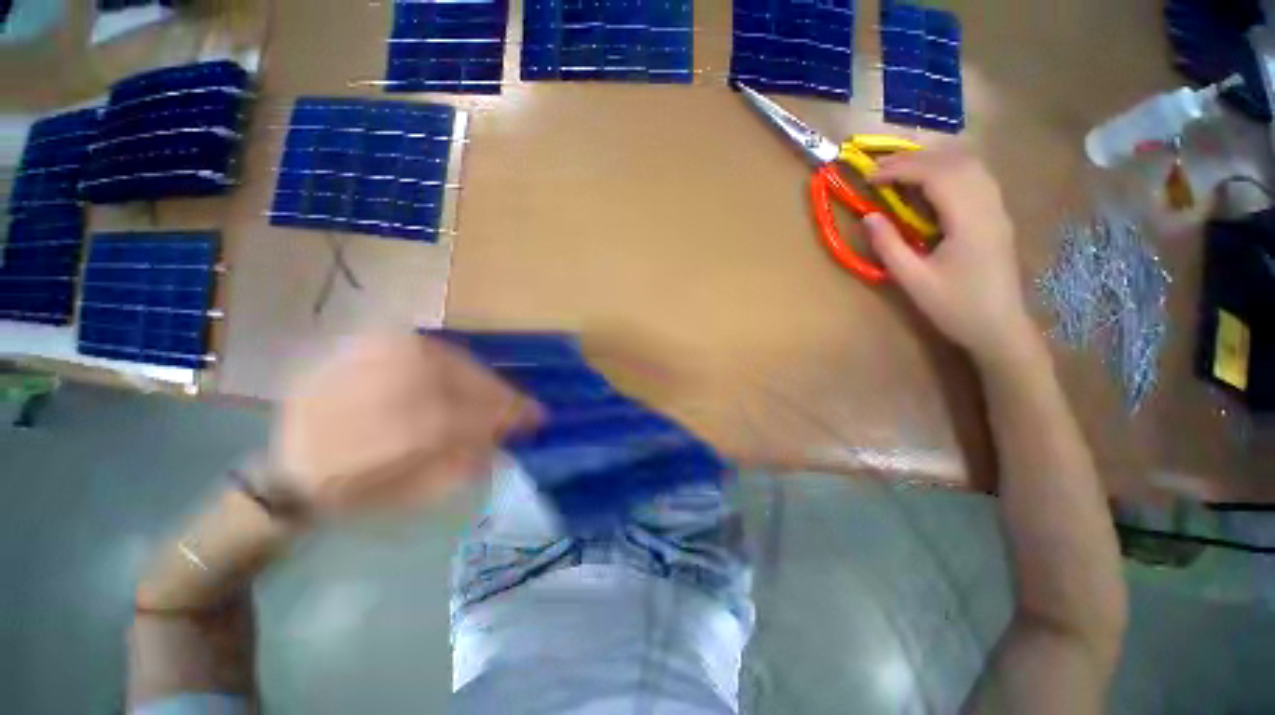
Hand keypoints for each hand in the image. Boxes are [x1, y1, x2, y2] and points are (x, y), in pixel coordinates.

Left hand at [265, 333, 541, 516]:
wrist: (287, 468)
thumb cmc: (351, 493)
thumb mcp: (411, 496)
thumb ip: (463, 466)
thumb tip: (502, 443)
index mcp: (395, 429)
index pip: (474, 415)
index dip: (511, 415)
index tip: (537, 418)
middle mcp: (388, 382)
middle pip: (467, 381)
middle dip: (501, 395)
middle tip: (522, 407)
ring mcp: (377, 356)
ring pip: (453, 360)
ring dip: (482, 379)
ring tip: (495, 395)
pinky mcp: (368, 344)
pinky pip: (429, 349)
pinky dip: (456, 364)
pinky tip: (463, 380)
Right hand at [863, 149, 1039, 366]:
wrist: (1000, 327)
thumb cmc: (955, 308)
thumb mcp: (914, 281)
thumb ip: (889, 246)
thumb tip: (868, 217)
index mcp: (970, 221)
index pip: (937, 176)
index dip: (901, 169)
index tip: (870, 175)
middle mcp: (989, 205)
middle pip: (956, 161)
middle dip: (915, 157)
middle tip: (879, 167)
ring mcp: (997, 208)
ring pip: (970, 164)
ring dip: (933, 158)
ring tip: (900, 168)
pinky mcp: (997, 215)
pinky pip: (976, 176)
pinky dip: (949, 168)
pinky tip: (929, 179)